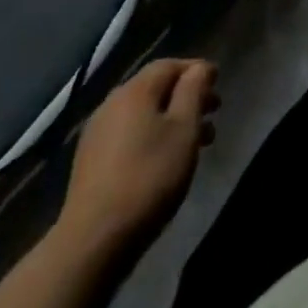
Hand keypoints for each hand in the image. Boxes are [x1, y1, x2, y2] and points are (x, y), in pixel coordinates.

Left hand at [56, 59, 218, 257]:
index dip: (196, 70)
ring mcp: (96, 135)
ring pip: (143, 115)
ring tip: (195, 144)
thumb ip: (193, 91)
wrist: (93, 242)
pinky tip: (163, 161)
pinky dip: (152, 137)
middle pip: (156, 89)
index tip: (218, 85)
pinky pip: (129, 135)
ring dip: (172, 120)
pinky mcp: (89, 163)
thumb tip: (198, 68)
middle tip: (213, 115)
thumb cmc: (149, 177)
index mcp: (134, 91)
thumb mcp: (184, 129)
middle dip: (187, 97)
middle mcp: (112, 104)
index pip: (170, 65)